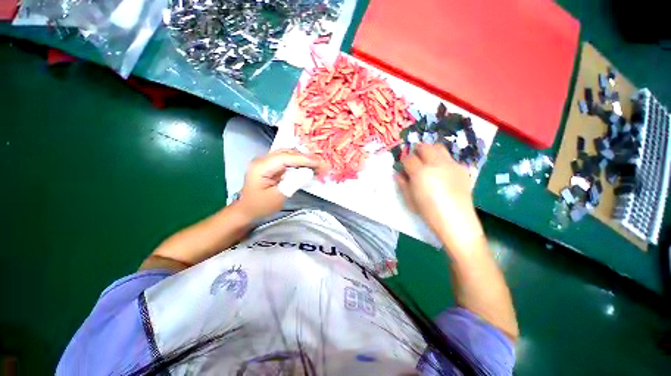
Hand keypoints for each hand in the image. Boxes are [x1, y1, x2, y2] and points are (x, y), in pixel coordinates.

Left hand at [237, 150, 321, 220]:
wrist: (246, 211)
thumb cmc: (260, 206)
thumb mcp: (278, 197)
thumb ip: (293, 183)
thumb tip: (309, 173)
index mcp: (261, 167)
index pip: (285, 158)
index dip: (303, 159)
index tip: (318, 163)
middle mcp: (263, 160)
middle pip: (287, 153)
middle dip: (305, 158)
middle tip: (320, 164)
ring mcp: (266, 162)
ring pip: (288, 155)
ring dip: (302, 159)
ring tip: (316, 165)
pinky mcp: (271, 166)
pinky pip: (287, 160)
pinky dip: (298, 163)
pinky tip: (307, 167)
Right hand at [395, 144, 483, 251]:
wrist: (456, 221)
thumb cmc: (428, 212)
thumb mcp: (409, 200)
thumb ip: (402, 183)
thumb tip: (398, 174)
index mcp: (420, 173)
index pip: (408, 158)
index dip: (404, 160)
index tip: (403, 165)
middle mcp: (436, 164)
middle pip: (424, 147)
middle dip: (416, 150)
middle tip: (414, 158)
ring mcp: (451, 165)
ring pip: (438, 147)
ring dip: (430, 150)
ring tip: (427, 160)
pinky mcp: (462, 169)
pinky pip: (449, 158)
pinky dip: (442, 159)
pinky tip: (441, 171)